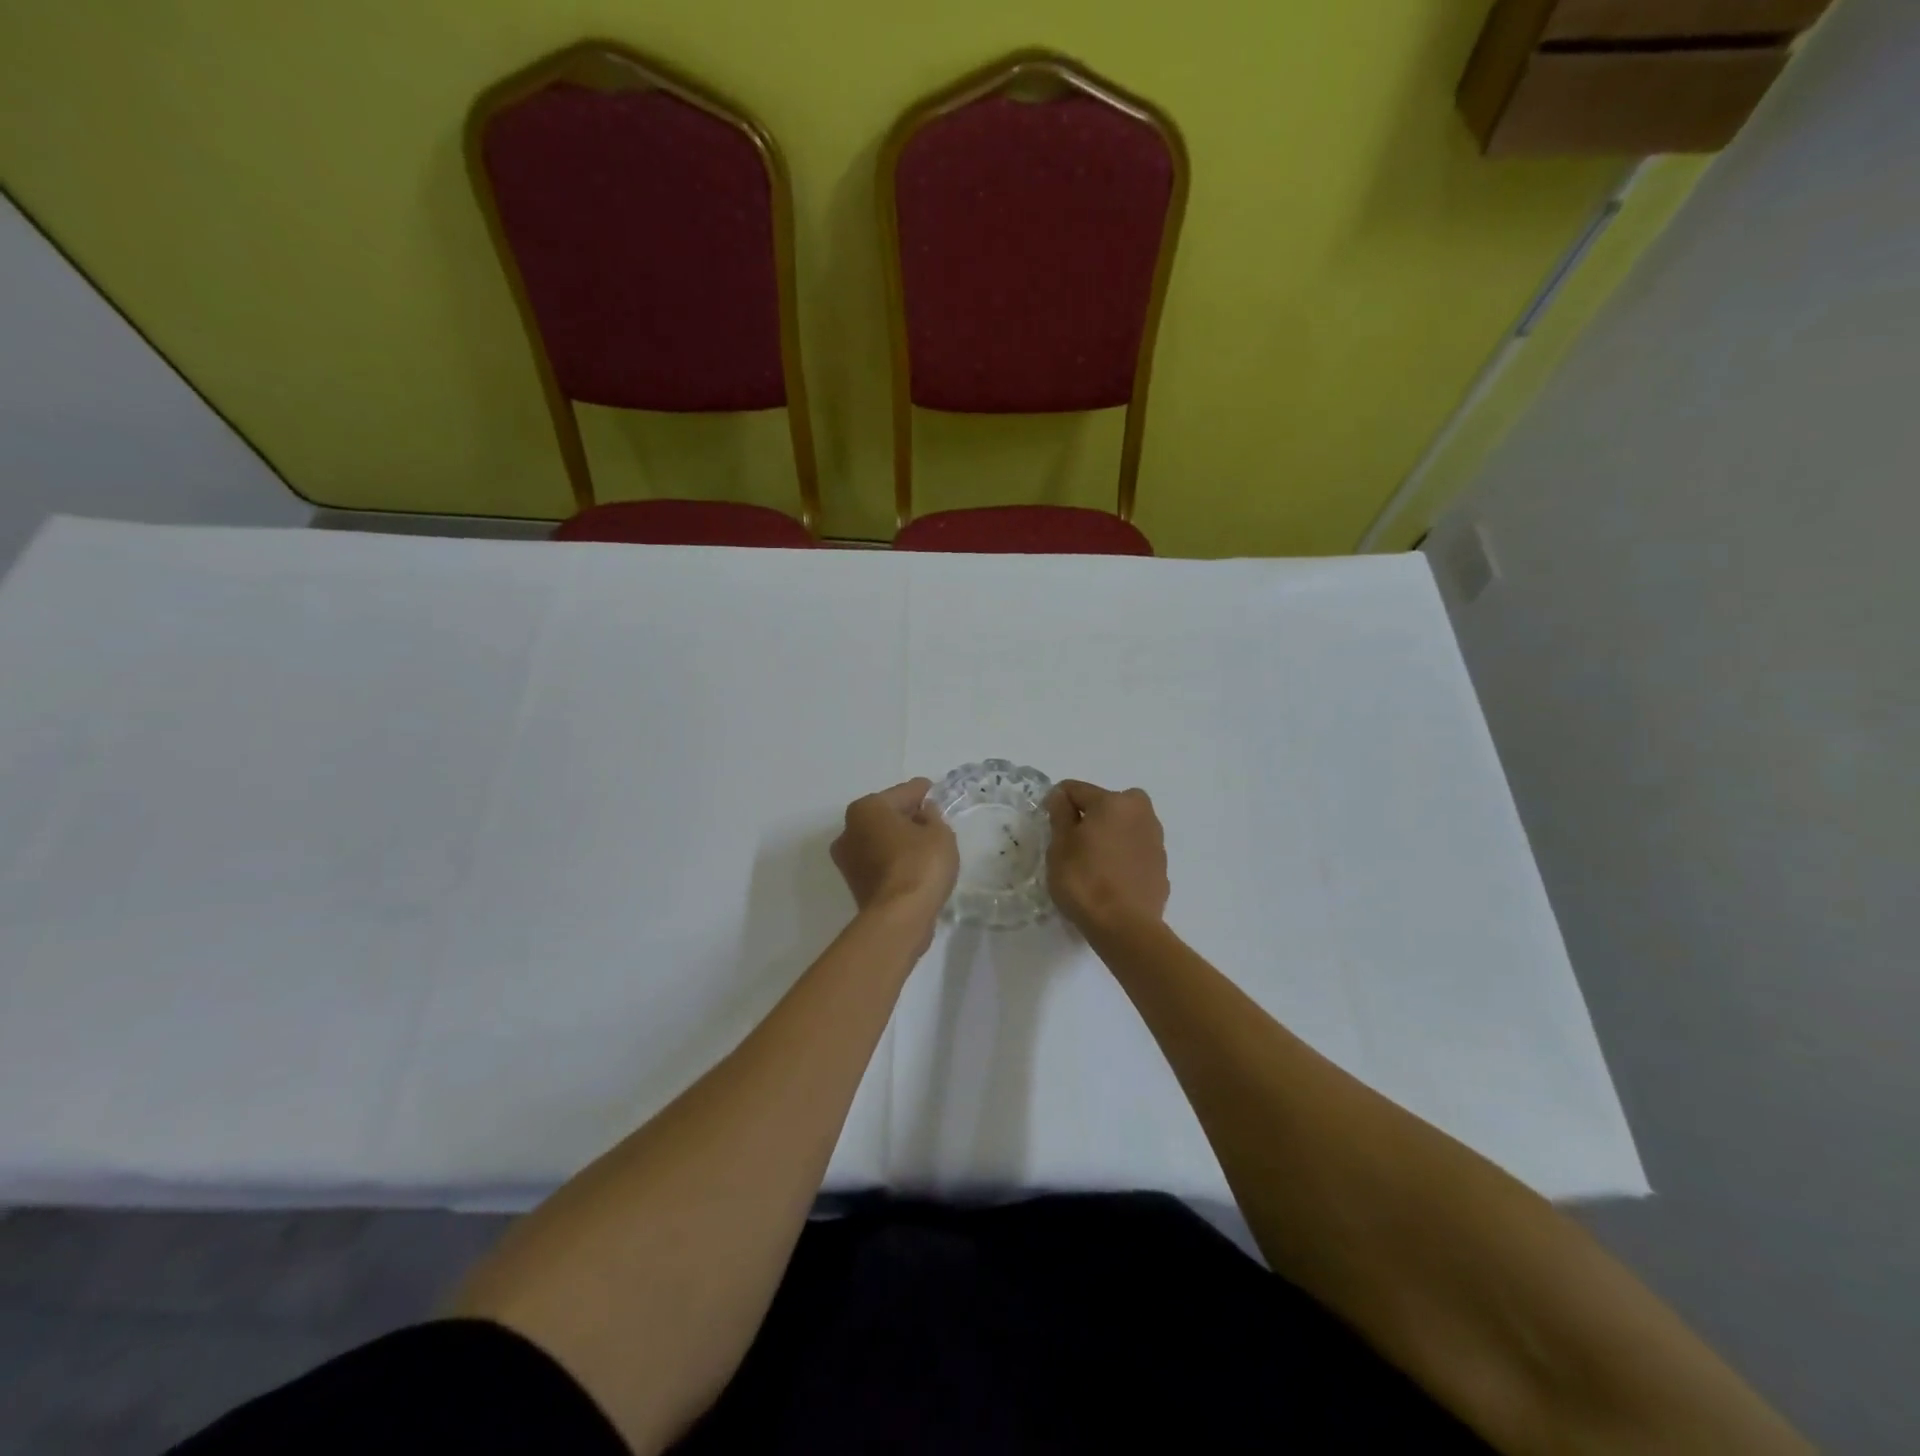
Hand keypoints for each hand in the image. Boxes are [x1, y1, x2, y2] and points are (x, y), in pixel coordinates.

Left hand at [831, 779, 958, 924]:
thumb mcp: (940, 832)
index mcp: (867, 808)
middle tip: (934, 823)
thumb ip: (933, 816)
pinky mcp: (854, 884)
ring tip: (926, 847)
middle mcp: (848, 829)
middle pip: (886, 815)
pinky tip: (914, 866)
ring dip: (899, 840)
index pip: (903, 792)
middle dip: (908, 817)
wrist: (899, 918)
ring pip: (880, 839)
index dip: (924, 792)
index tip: (936, 793)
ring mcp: (847, 859)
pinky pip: (879, 861)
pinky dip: (894, 860)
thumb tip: (923, 813)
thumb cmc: (920, 864)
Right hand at [1045, 780, 1169, 933]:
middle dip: (1090, 816)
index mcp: (1114, 802)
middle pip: (1107, 803)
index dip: (1057, 802)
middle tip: (1073, 842)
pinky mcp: (1161, 865)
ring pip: (1124, 826)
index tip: (1048, 823)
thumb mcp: (1059, 847)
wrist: (1125, 927)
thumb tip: (1061, 796)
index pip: (1076, 789)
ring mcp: (1155, 839)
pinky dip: (1123, 855)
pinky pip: (1135, 849)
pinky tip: (1110, 878)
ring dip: (1109, 834)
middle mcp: (1141, 812)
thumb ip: (1060, 815)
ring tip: (1092, 863)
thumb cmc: (1085, 881)